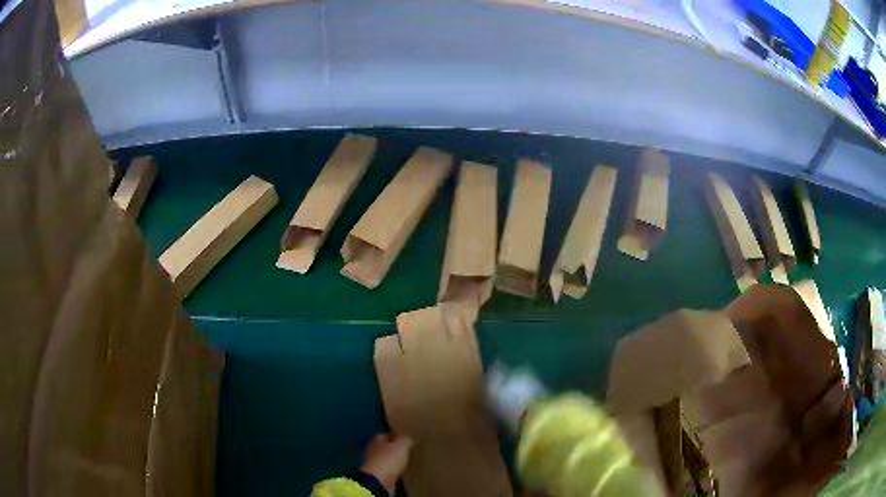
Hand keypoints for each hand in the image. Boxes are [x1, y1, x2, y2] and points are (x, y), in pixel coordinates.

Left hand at [360, 433, 413, 493]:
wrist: (379, 482)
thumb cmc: (388, 460)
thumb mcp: (401, 446)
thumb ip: (406, 439)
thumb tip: (409, 437)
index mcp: (376, 440)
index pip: (386, 434)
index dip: (396, 435)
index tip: (406, 437)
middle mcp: (373, 450)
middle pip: (385, 446)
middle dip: (395, 447)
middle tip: (408, 449)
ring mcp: (374, 463)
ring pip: (386, 458)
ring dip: (394, 459)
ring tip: (406, 460)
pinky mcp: (378, 475)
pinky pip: (388, 469)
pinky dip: (394, 469)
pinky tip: (401, 470)